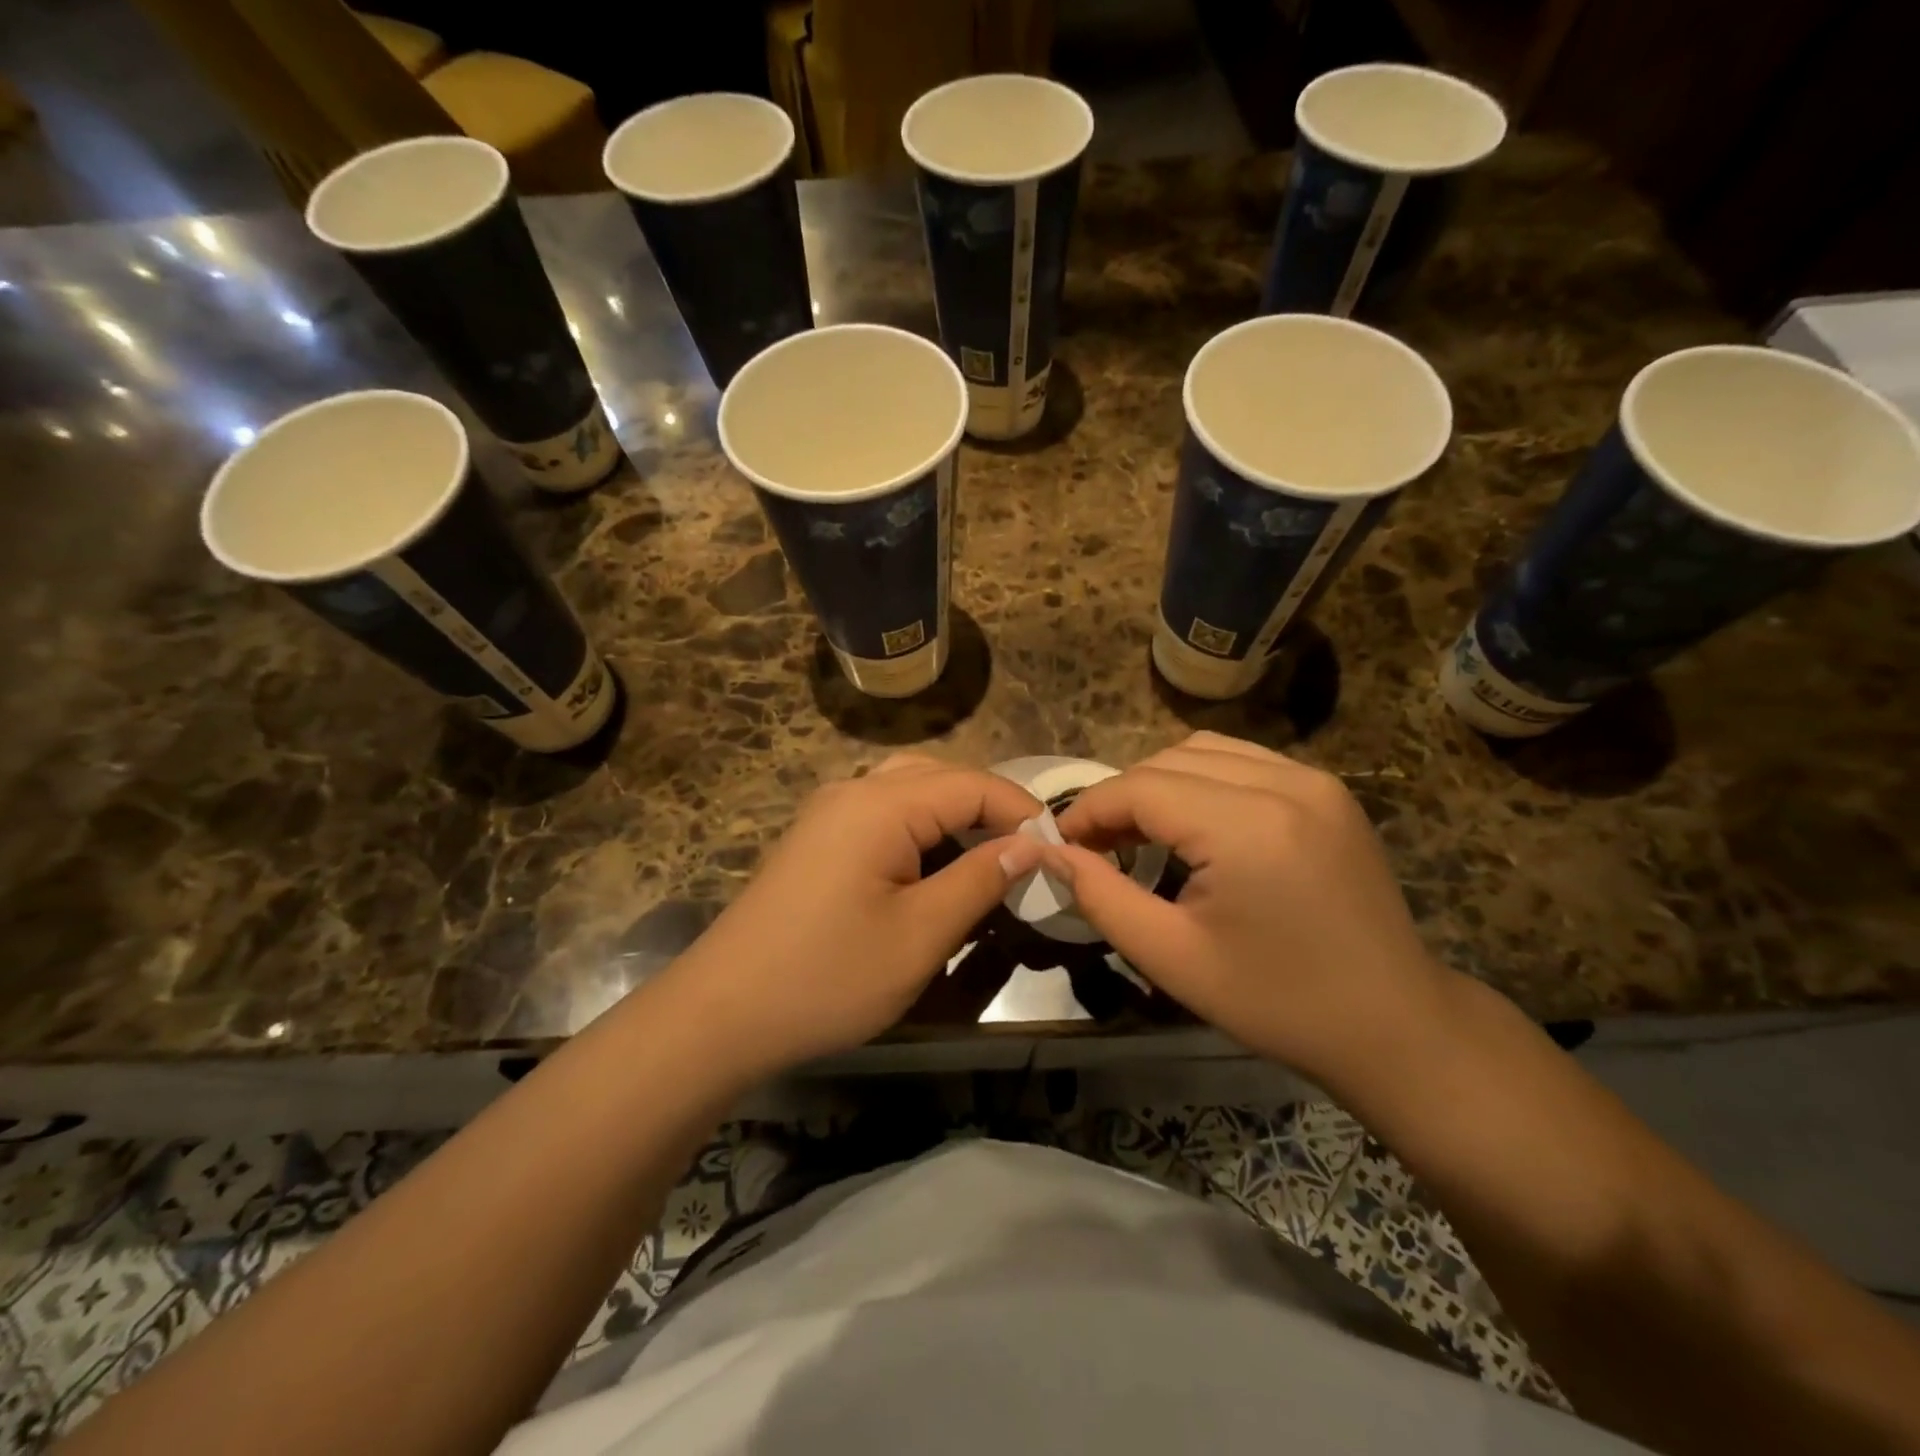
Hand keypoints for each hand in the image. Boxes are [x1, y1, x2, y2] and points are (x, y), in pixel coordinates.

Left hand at [659, 754, 1042, 1079]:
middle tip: (1025, 856)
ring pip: (910, 790)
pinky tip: (933, 868)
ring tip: (986, 860)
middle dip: (989, 809)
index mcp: (882, 804)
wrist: (722, 1013)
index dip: (1022, 812)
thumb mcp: (920, 935)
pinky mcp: (816, 838)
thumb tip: (1029, 846)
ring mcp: (828, 811)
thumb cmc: (829, 976)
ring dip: (954, 817)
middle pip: (941, 777)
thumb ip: (979, 880)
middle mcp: (853, 790)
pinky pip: (882, 813)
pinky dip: (919, 829)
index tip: (1058, 852)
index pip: (973, 785)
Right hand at [1045, 732, 1451, 1087]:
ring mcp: (1314, 780)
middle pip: (1168, 760)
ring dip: (1159, 783)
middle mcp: (1285, 783)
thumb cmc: (1276, 1002)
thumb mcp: (1171, 958)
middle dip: (1121, 797)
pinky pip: (1243, 761)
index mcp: (1247, 827)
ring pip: (1204, 751)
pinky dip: (1202, 781)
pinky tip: (1195, 825)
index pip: (1141, 787)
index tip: (1061, 844)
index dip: (1089, 810)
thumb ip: (1100, 896)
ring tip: (1141, 833)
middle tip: (1098, 848)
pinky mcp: (1329, 790)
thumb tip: (1051, 852)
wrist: (1395, 1025)